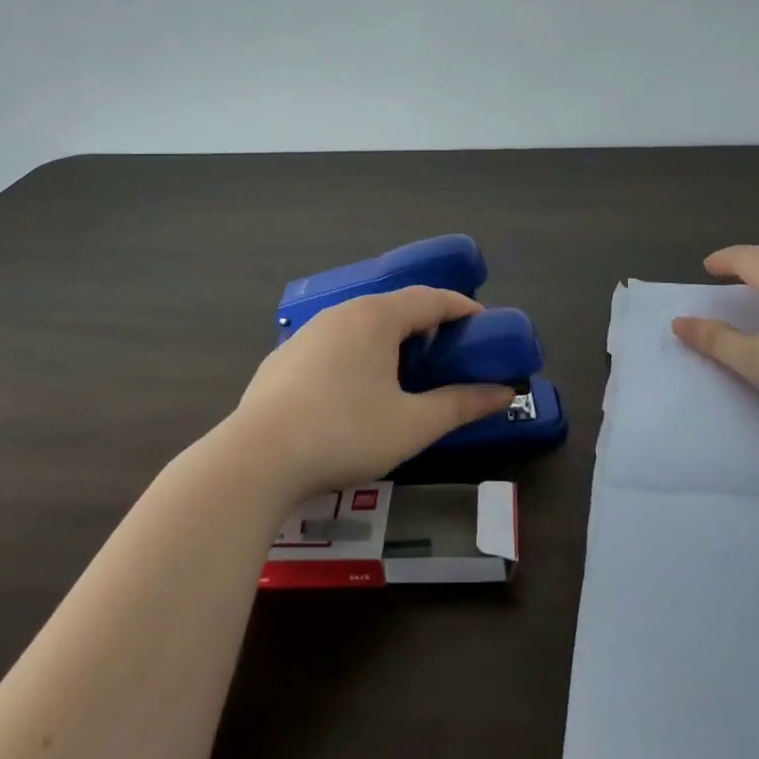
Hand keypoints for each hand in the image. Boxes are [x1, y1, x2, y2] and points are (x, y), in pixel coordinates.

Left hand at [226, 287, 517, 499]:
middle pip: (394, 307)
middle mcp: (341, 314)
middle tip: (449, 351)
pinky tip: (354, 391)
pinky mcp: (283, 360)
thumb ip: (460, 404)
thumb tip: (503, 392)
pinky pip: (333, 345)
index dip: (461, 308)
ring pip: (360, 325)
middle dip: (426, 324)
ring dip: (390, 340)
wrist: (255, 459)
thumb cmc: (345, 433)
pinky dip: (357, 355)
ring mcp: (306, 335)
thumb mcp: (412, 425)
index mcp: (375, 317)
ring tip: (405, 371)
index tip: (483, 323)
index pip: (429, 298)